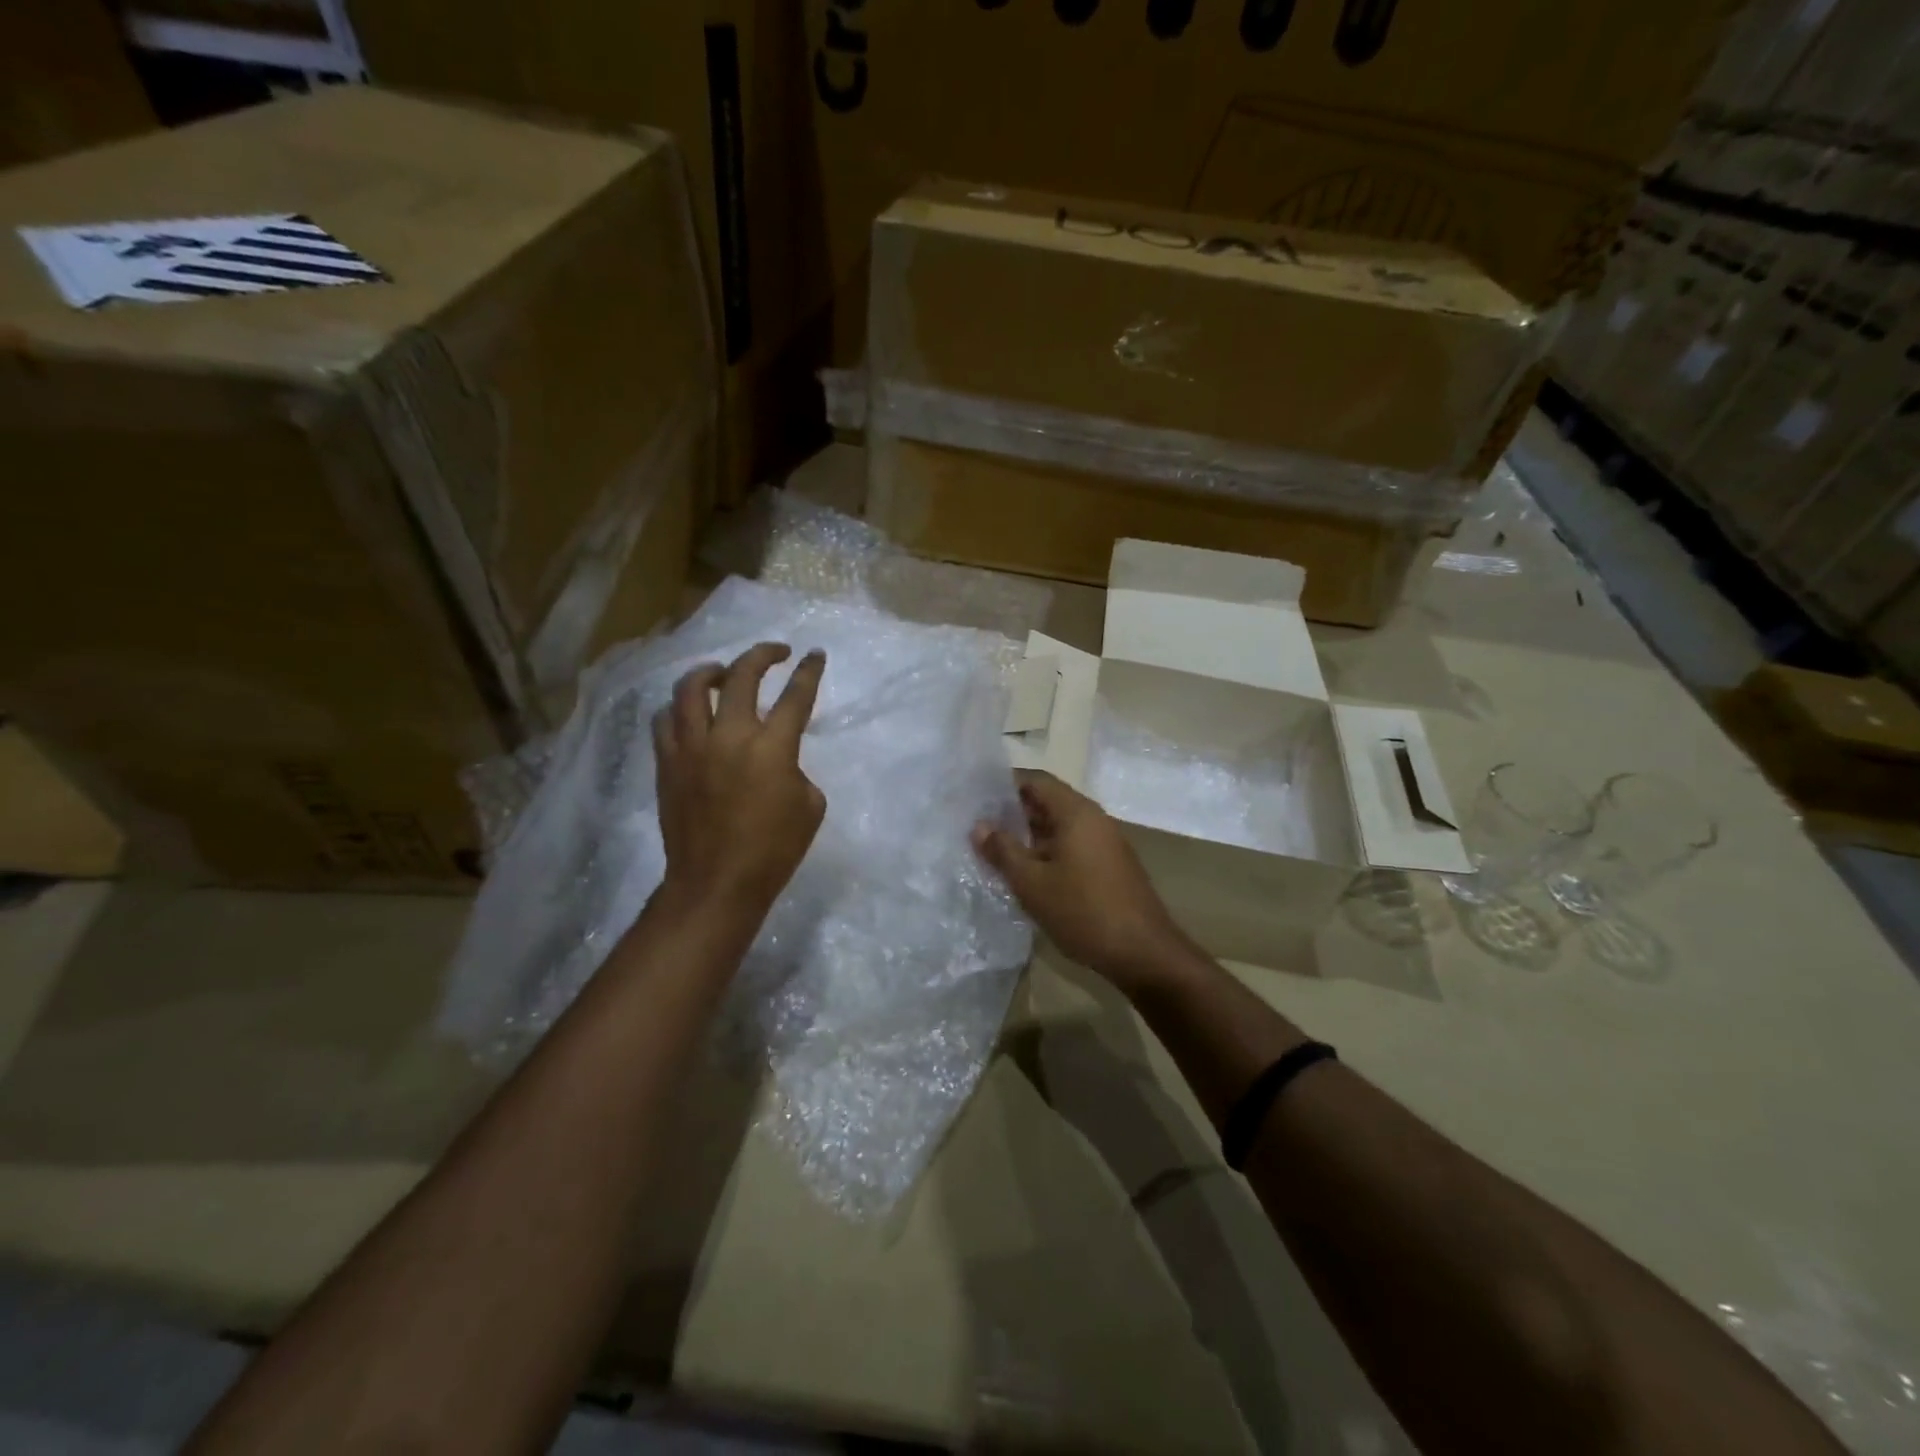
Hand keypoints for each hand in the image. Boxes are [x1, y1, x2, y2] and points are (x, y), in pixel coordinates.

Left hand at [654, 642, 826, 913]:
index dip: (809, 671)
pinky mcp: (667, 763)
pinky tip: (689, 712)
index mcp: (772, 747)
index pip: (795, 696)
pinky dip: (679, 708)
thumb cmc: (774, 850)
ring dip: (710, 671)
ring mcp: (692, 747)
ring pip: (691, 688)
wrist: (716, 883)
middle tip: (775, 652)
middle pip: (741, 676)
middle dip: (762, 654)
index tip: (814, 654)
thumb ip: (796, 770)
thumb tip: (778, 761)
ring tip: (722, 672)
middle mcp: (729, 735)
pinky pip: (665, 720)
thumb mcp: (809, 807)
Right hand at [973, 770, 1194, 992]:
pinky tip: (1025, 871)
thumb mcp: (1032, 883)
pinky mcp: (1108, 865)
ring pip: (1059, 826)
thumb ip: (1003, 851)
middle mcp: (1093, 819)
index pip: (1036, 780)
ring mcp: (1104, 842)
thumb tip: (979, 826)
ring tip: (994, 848)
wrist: (1142, 952)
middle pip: (1048, 801)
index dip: (1005, 783)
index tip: (976, 794)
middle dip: (1013, 811)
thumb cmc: (1083, 911)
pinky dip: (1046, 850)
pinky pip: (1071, 845)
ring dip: (1028, 834)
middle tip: (978, 824)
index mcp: (1076, 812)